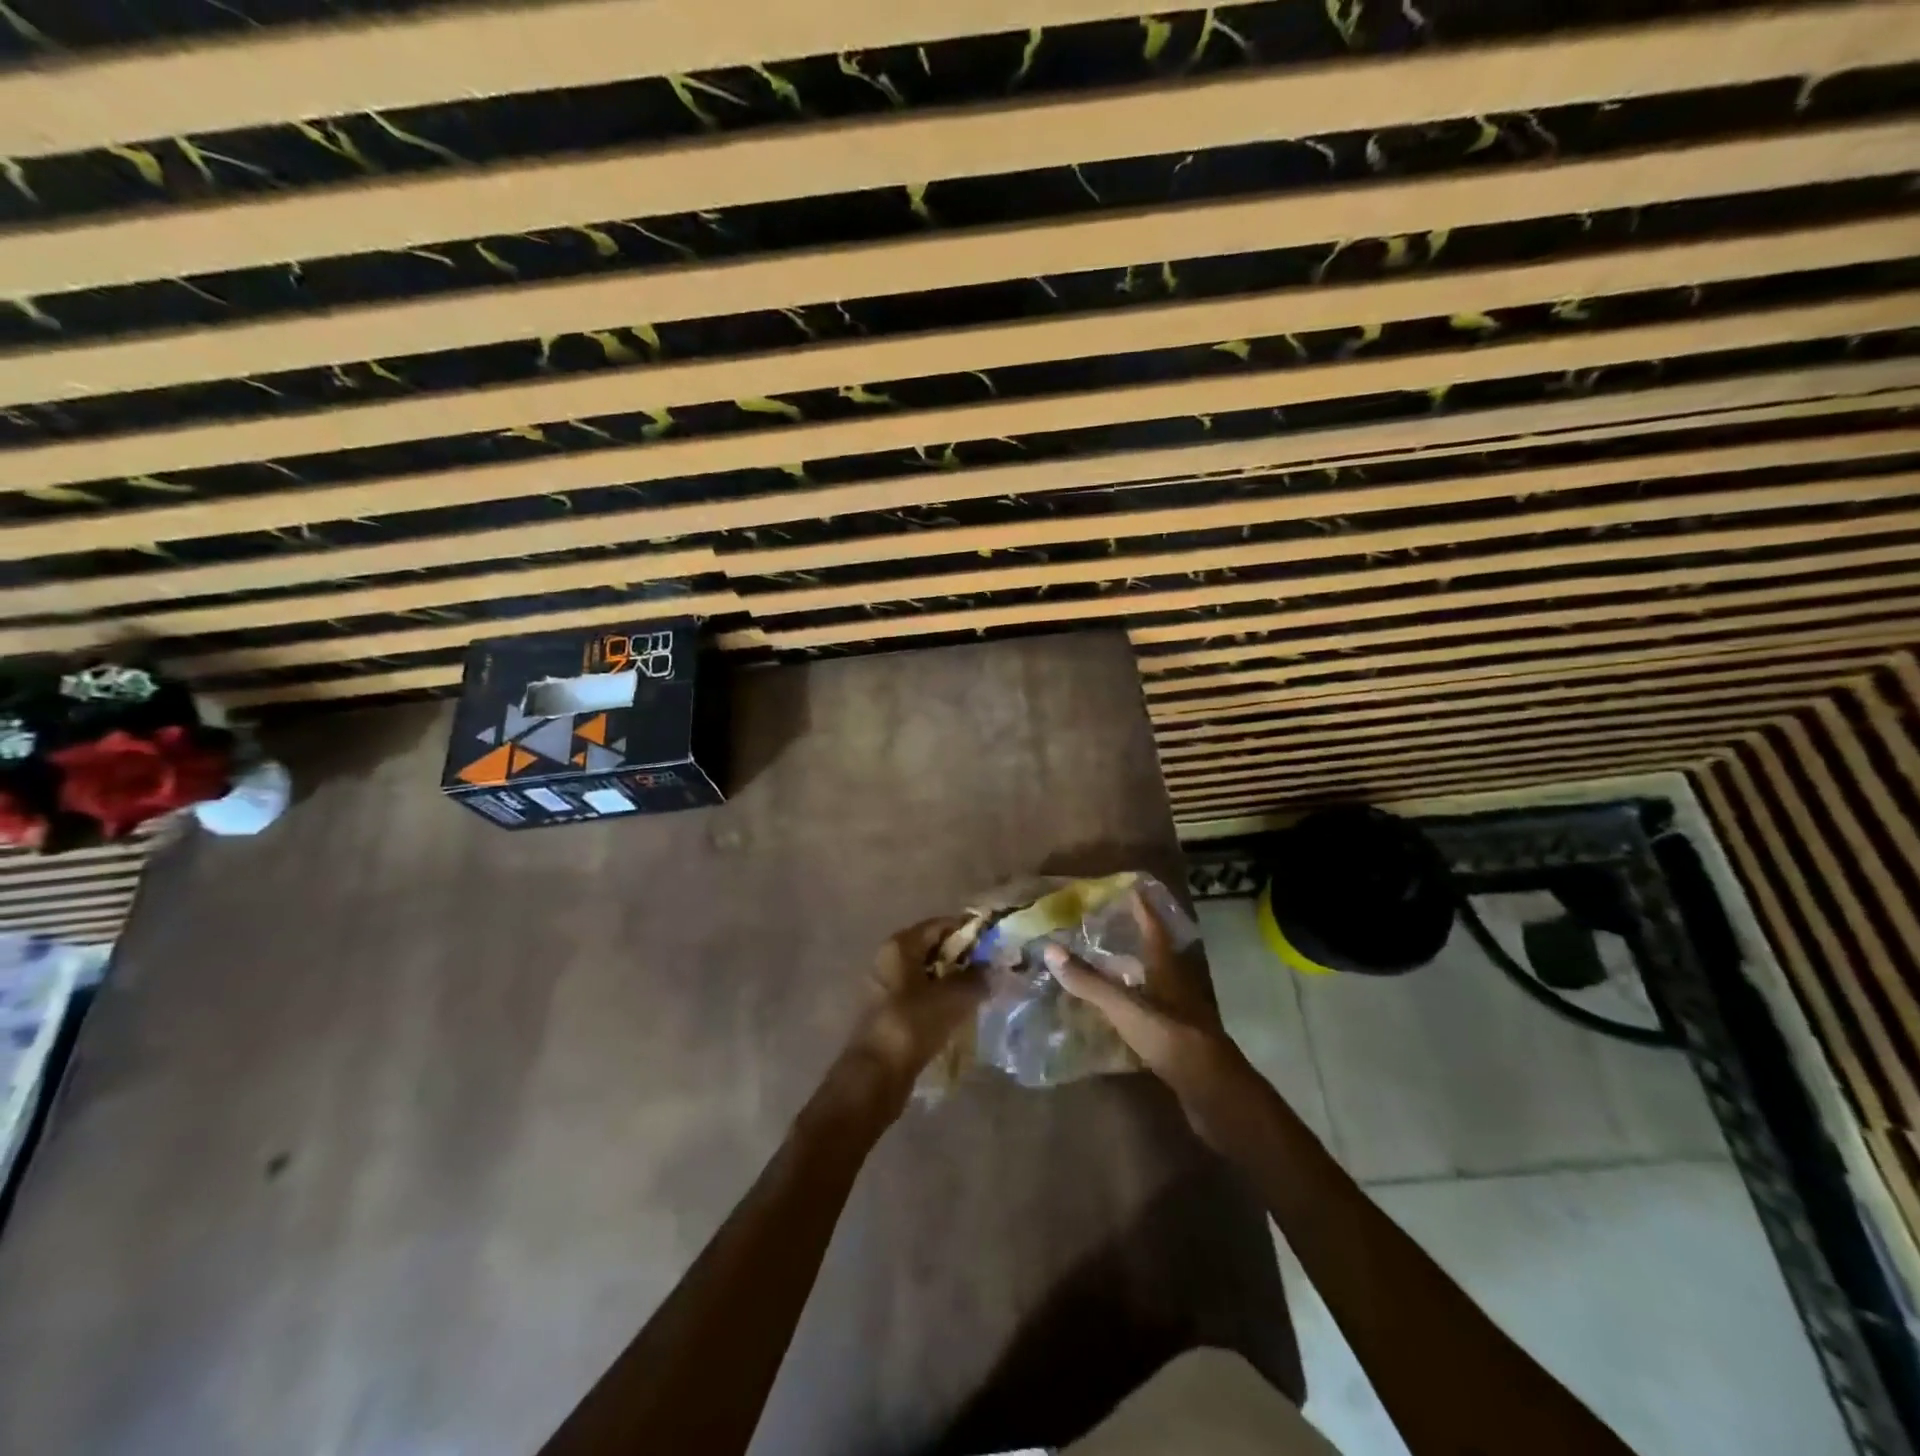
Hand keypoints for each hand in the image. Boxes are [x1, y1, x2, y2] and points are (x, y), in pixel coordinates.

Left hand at [823, 917, 984, 1123]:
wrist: (876, 1075)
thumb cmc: (912, 1024)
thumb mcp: (953, 997)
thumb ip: (976, 979)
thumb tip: (992, 970)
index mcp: (900, 945)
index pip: (940, 925)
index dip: (969, 930)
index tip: (994, 942)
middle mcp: (889, 959)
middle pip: (933, 948)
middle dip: (963, 957)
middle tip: (993, 969)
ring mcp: (886, 987)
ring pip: (928, 975)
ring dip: (954, 981)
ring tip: (982, 992)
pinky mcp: (889, 1013)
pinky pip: (922, 996)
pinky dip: (941, 1000)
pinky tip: (962, 1013)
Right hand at [1044, 891, 1262, 1147]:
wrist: (1215, 1096)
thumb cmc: (1172, 1040)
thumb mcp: (1126, 1009)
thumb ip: (1090, 982)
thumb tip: (1050, 949)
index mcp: (1168, 972)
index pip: (1154, 931)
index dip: (1142, 910)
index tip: (1131, 889)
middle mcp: (1176, 989)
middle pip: (1154, 958)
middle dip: (1133, 941)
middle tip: (1105, 928)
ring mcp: (1178, 1018)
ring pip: (1151, 988)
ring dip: (1129, 978)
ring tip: (1101, 969)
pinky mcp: (1175, 1045)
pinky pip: (1148, 1018)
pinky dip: (1129, 1011)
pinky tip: (1111, 1019)